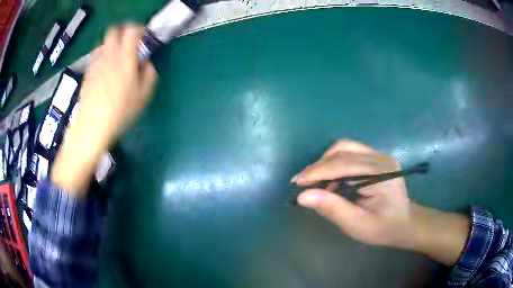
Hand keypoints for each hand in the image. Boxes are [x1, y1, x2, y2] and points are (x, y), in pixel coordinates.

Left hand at [52, 24, 156, 193]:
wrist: (92, 128)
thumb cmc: (120, 113)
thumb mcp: (144, 96)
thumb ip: (149, 74)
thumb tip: (146, 63)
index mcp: (125, 58)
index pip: (131, 31)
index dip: (139, 29)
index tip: (143, 35)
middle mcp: (109, 56)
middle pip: (114, 31)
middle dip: (123, 32)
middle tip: (129, 43)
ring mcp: (96, 63)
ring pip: (104, 42)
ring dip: (112, 44)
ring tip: (116, 57)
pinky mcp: (87, 73)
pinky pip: (96, 56)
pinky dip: (102, 56)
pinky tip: (105, 70)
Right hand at [292, 140, 469, 265]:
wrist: (405, 223)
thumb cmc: (384, 228)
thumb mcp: (358, 225)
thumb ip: (333, 209)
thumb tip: (303, 196)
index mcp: (382, 173)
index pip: (344, 164)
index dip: (318, 171)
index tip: (297, 182)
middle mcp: (382, 158)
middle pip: (344, 150)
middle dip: (320, 165)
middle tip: (303, 182)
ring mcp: (380, 155)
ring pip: (346, 147)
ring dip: (327, 162)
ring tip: (317, 182)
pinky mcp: (376, 158)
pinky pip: (351, 153)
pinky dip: (336, 163)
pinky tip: (332, 180)